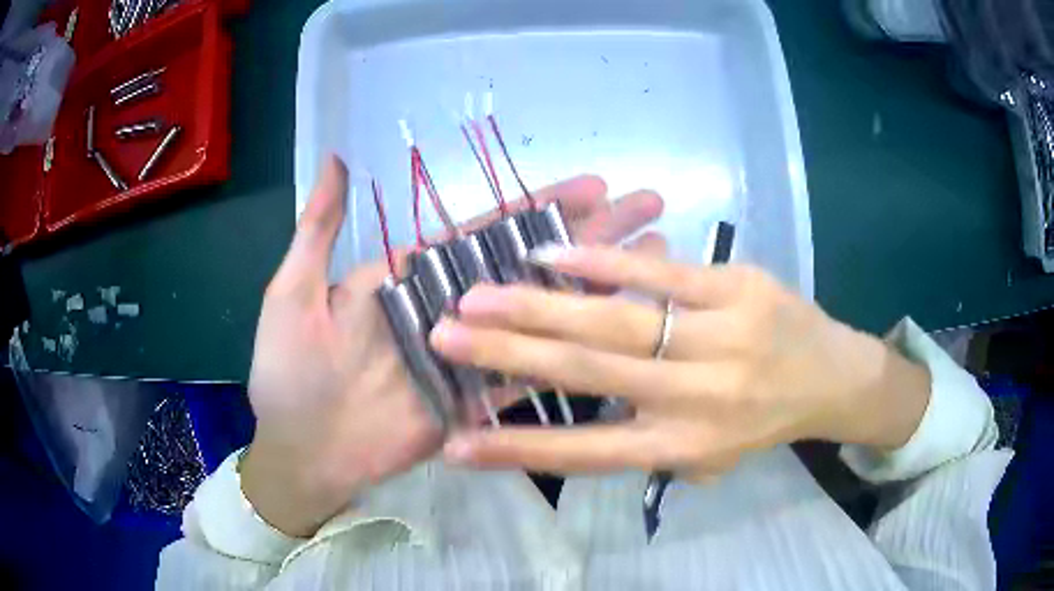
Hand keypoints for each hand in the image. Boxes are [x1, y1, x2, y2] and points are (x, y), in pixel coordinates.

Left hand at [241, 157, 664, 535]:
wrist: (299, 451)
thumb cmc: (289, 372)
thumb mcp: (293, 292)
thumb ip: (319, 229)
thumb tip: (338, 160)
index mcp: (413, 276)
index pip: (488, 231)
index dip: (542, 208)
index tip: (595, 187)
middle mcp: (452, 309)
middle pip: (532, 263)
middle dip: (592, 235)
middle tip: (646, 208)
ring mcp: (471, 357)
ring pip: (543, 313)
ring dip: (598, 286)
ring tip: (655, 259)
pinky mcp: (478, 401)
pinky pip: (530, 373)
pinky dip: (573, 350)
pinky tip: (618, 330)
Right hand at [430, 247, 930, 478]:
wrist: (833, 377)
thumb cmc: (763, 422)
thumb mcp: (707, 458)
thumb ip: (645, 445)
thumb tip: (572, 427)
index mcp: (684, 445)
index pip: (587, 453)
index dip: (517, 451)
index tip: (455, 444)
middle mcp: (697, 399)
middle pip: (589, 375)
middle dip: (508, 356)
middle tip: (443, 337)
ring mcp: (720, 338)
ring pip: (616, 321)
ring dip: (540, 307)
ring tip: (479, 295)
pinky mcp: (737, 288)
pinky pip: (662, 275)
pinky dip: (603, 262)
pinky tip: (549, 253)